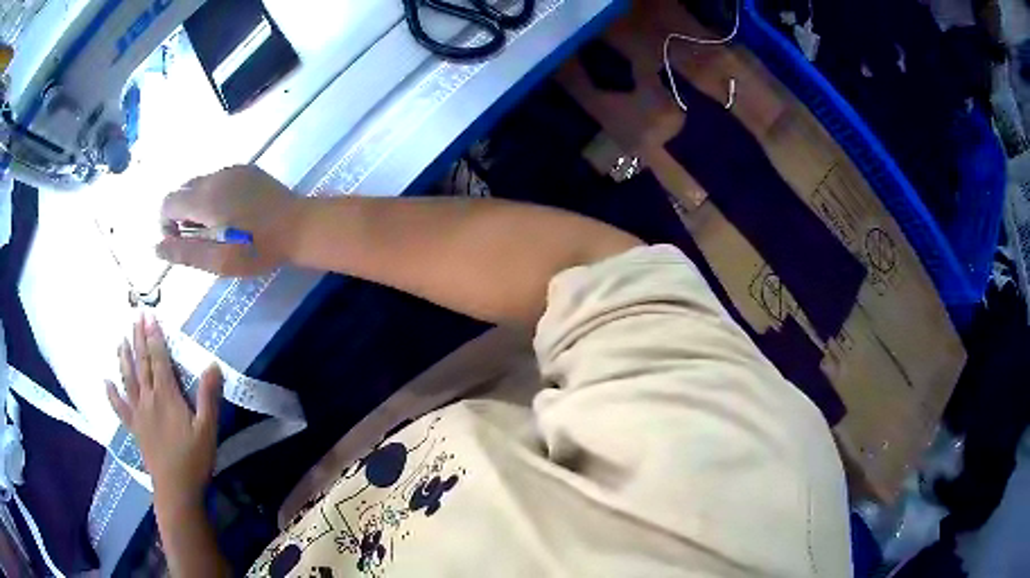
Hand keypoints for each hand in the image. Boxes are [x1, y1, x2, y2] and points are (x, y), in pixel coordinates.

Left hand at [106, 314, 222, 510]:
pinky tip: (106, 382)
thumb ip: (209, 397)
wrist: (175, 489)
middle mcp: (148, 398)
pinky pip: (120, 408)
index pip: (159, 359)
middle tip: (136, 317)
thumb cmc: (194, 459)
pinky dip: (112, 394)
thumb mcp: (208, 429)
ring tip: (120, 340)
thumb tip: (213, 364)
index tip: (150, 316)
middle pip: (142, 363)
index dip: (154, 336)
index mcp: (166, 396)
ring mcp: (138, 413)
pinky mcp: (134, 428)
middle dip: (139, 338)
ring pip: (128, 379)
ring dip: (124, 358)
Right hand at [156, 165, 300, 275]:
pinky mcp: (247, 169)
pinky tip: (232, 213)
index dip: (166, 224)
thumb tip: (157, 248)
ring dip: (197, 204)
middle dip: (181, 214)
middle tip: (201, 238)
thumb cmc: (258, 249)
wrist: (300, 226)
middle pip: (182, 191)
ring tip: (217, 227)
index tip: (181, 242)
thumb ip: (185, 253)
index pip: (168, 202)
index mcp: (205, 198)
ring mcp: (233, 169)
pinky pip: (218, 179)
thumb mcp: (219, 260)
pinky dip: (214, 195)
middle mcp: (215, 176)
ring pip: (200, 183)